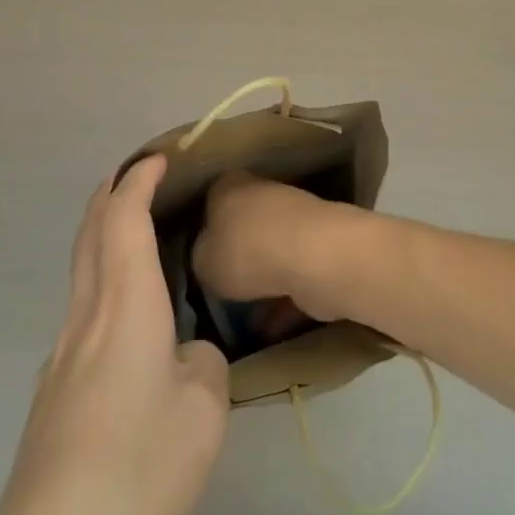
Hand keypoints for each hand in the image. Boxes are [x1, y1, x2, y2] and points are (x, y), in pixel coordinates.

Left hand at [0, 156, 229, 514]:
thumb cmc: (139, 470)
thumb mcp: (203, 413)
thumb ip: (202, 364)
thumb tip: (184, 355)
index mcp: (123, 307)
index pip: (123, 219)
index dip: (139, 181)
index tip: (160, 158)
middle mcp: (85, 317)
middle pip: (89, 233)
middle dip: (110, 194)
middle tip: (139, 176)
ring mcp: (60, 355)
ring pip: (80, 271)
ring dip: (102, 235)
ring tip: (134, 232)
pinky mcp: (52, 392)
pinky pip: (79, 310)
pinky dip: (100, 280)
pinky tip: (123, 316)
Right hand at [192, 170, 358, 323]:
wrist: (314, 258)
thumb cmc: (247, 251)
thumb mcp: (202, 261)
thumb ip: (200, 258)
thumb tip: (208, 259)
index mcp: (229, 185)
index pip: (208, 202)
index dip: (200, 231)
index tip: (195, 261)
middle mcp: (262, 193)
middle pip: (241, 227)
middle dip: (233, 257)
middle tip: (217, 290)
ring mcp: (295, 219)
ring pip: (269, 252)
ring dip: (260, 282)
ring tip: (241, 319)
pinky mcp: (319, 247)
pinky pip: (293, 276)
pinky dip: (283, 300)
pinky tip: (270, 329)